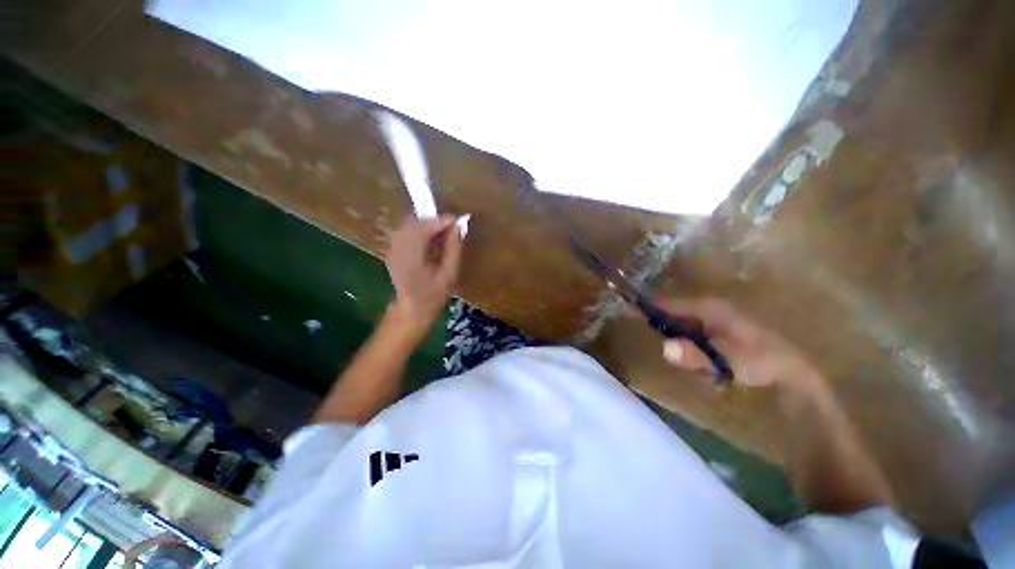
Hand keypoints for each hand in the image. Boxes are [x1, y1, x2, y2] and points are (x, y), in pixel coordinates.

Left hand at [385, 215, 463, 326]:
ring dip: (426, 224)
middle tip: (450, 227)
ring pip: (408, 225)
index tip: (457, 221)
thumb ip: (453, 249)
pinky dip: (419, 230)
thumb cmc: (433, 296)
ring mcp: (392, 249)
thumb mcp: (449, 275)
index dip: (440, 221)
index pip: (423, 229)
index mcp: (411, 258)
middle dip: (433, 220)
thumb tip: (458, 228)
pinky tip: (430, 239)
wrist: (411, 310)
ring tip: (442, 233)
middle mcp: (398, 250)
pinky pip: (405, 231)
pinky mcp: (392, 250)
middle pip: (413, 222)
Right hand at [658, 298, 824, 394]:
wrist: (795, 369)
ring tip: (675, 349)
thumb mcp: (727, 361)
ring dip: (675, 334)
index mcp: (710, 308)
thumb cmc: (760, 360)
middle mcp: (711, 307)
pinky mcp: (722, 327)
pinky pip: (695, 330)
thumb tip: (664, 347)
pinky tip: (694, 355)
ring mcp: (717, 316)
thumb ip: (695, 355)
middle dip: (661, 322)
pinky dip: (688, 339)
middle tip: (650, 335)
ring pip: (684, 321)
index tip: (630, 308)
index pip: (670, 302)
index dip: (650, 305)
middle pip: (675, 311)